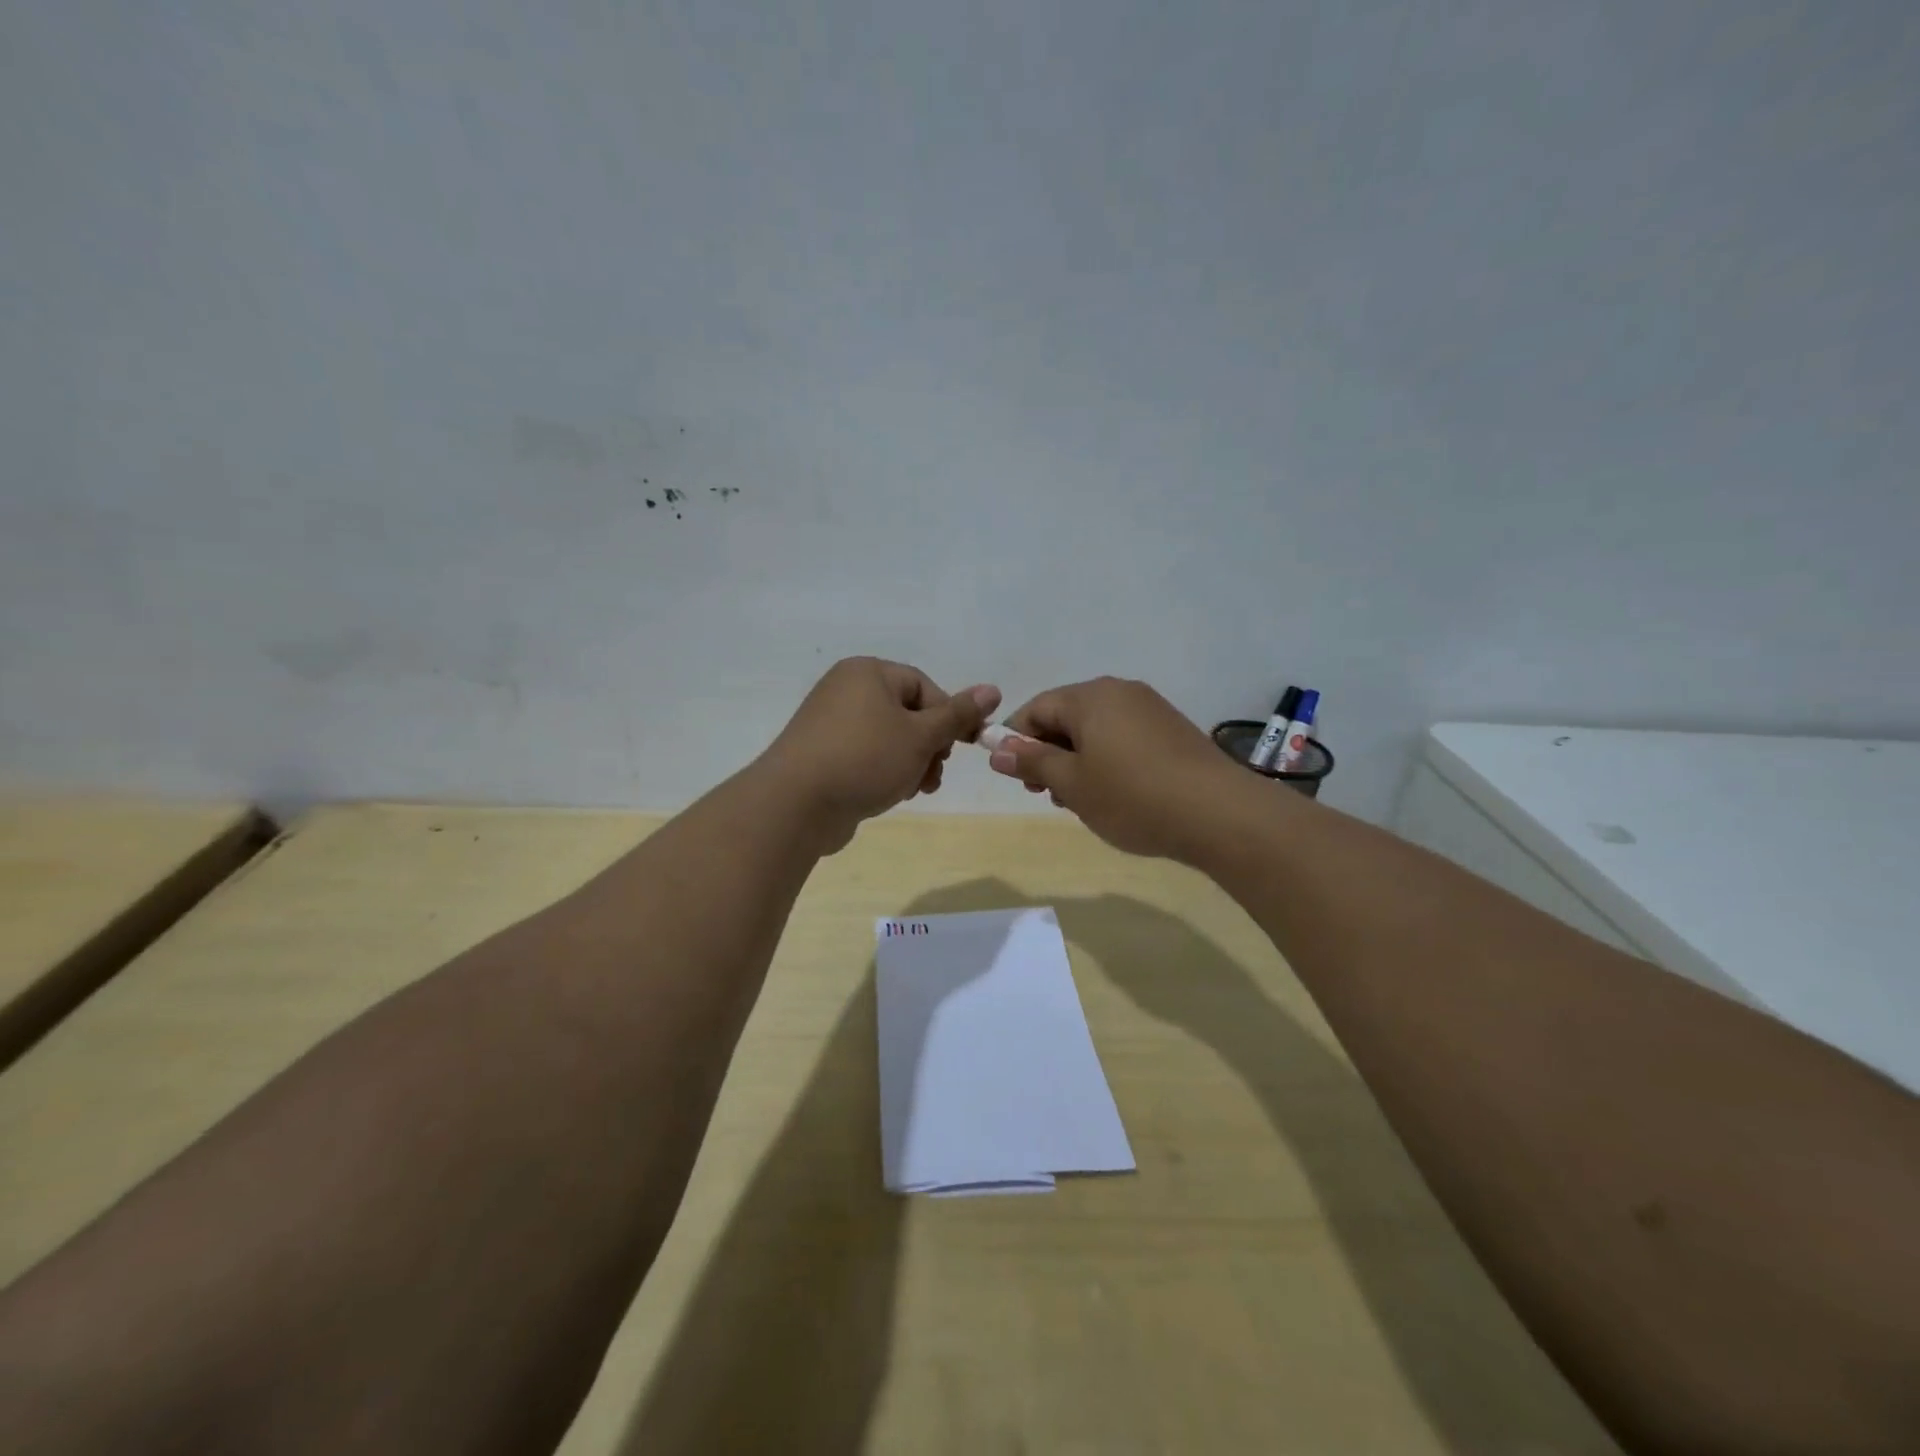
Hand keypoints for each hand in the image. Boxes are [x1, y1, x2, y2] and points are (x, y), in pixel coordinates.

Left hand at [763, 657, 999, 850]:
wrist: (796, 804)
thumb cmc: (865, 759)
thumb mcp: (921, 736)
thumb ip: (958, 715)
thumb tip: (993, 690)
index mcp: (868, 672)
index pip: (924, 686)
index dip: (947, 717)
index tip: (958, 749)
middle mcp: (846, 690)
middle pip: (907, 714)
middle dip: (929, 746)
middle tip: (933, 773)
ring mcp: (830, 724)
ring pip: (889, 739)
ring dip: (911, 764)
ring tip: (914, 789)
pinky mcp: (822, 755)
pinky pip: (866, 756)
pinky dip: (884, 772)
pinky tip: (890, 794)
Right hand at [987, 677, 1241, 860]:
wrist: (1219, 814)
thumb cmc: (1132, 796)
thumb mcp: (1072, 784)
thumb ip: (1032, 761)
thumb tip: (995, 747)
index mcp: (1090, 697)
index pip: (1036, 708)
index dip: (1016, 739)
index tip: (1013, 775)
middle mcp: (1120, 692)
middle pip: (1067, 716)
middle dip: (1049, 753)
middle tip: (1047, 793)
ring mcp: (1150, 709)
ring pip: (1096, 729)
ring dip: (1078, 760)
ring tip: (1082, 800)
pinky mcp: (1172, 729)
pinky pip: (1123, 737)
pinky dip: (1107, 760)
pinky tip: (1115, 793)